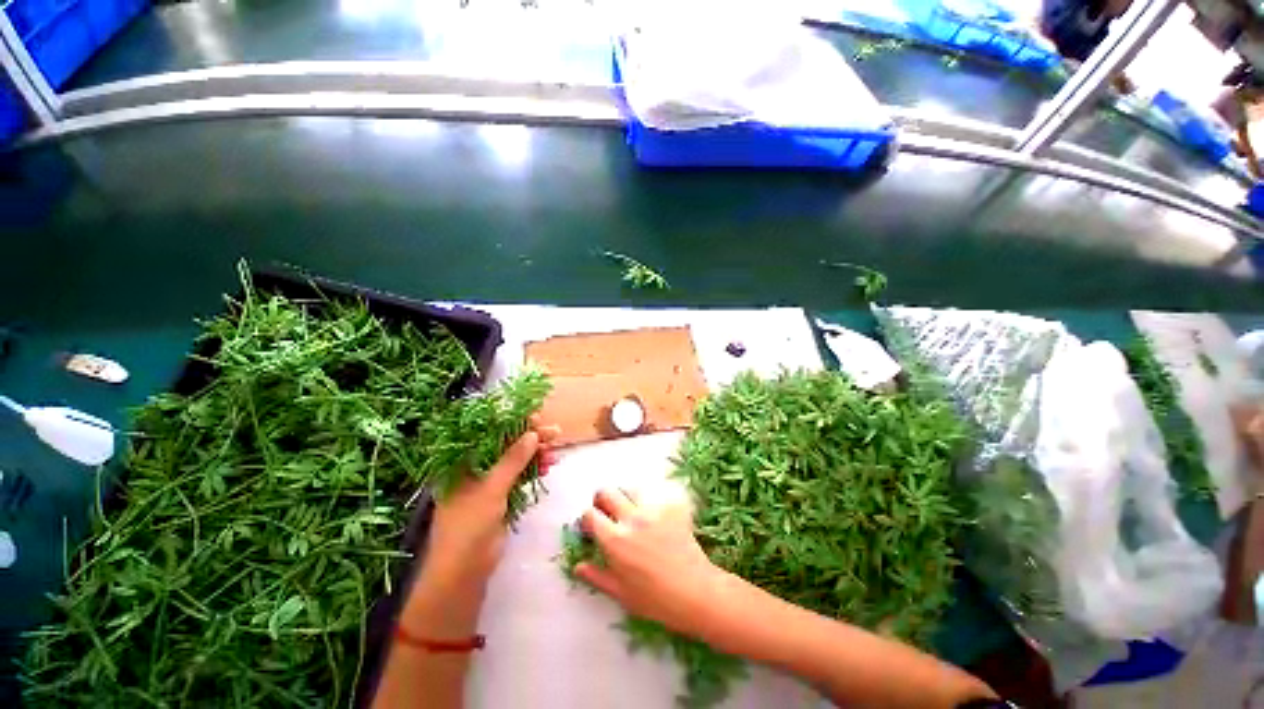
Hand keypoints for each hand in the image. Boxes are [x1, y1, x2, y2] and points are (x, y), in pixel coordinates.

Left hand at [421, 420, 559, 589]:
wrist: (464, 570)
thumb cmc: (469, 524)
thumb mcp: (492, 488)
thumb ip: (513, 460)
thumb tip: (533, 434)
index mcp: (463, 462)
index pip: (490, 433)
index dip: (513, 424)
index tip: (537, 418)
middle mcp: (474, 468)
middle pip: (506, 445)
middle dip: (531, 439)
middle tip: (555, 433)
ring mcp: (488, 483)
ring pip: (516, 460)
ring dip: (536, 454)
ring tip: (555, 452)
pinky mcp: (500, 496)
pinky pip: (520, 476)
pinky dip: (533, 470)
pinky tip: (548, 466)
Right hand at [576, 485, 727, 637]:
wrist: (695, 591)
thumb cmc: (655, 600)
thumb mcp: (621, 593)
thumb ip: (597, 576)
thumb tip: (578, 566)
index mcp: (614, 540)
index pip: (590, 514)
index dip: (587, 519)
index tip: (591, 527)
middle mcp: (630, 518)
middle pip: (607, 492)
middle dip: (602, 499)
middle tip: (607, 512)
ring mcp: (652, 510)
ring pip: (630, 489)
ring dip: (626, 498)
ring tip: (631, 512)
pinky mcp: (670, 507)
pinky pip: (656, 495)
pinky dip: (651, 502)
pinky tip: (655, 516)